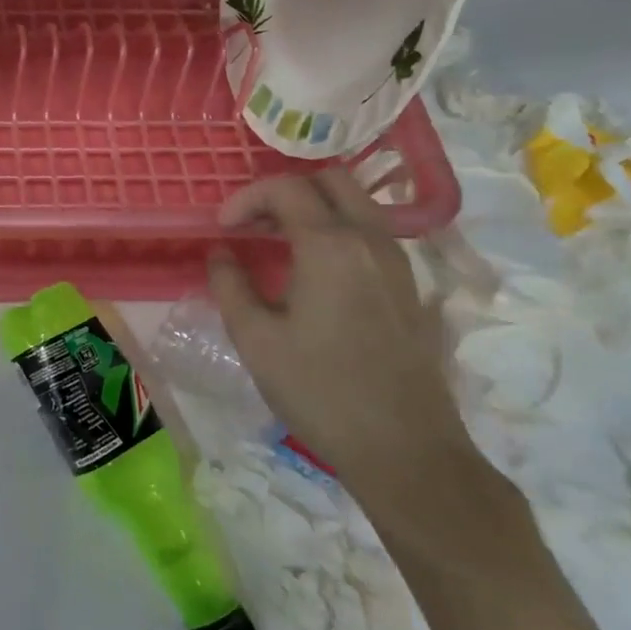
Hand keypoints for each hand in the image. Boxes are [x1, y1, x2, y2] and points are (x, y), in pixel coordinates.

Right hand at [207, 170, 484, 520]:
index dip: (245, 199)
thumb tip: (221, 253)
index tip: (221, 229)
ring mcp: (398, 262)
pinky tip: (311, 271)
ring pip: (356, 204)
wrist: (405, 449)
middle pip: (330, 180)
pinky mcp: (409, 287)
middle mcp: (371, 241)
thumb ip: (230, 284)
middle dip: (284, 191)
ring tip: (275, 243)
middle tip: (252, 224)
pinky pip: (370, 233)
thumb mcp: (255, 338)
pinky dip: (335, 231)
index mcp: (330, 246)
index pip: (285, 188)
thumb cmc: (318, 390)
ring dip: (312, 209)